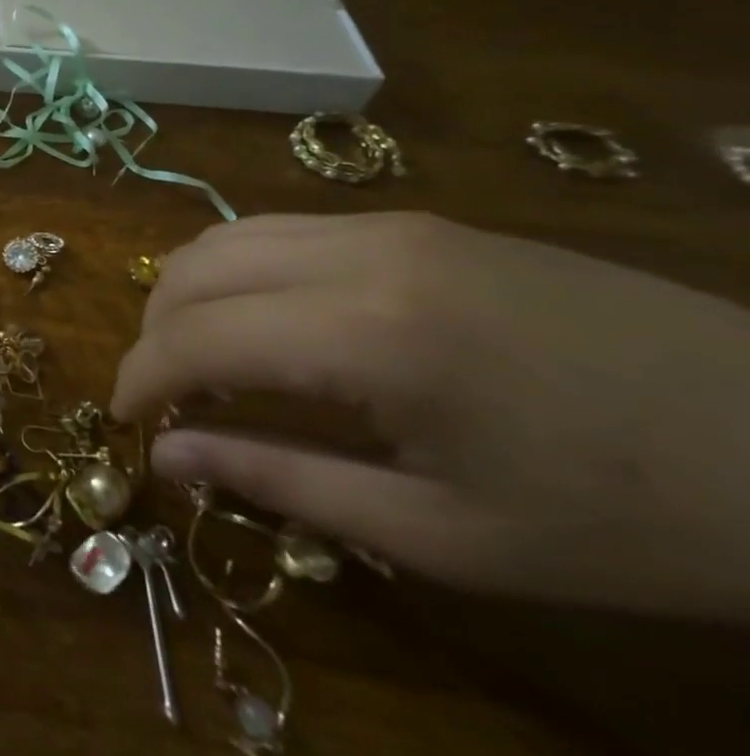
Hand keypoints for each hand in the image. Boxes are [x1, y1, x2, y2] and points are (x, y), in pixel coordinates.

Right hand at [111, 213, 749, 618]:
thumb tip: (168, 457)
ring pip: (228, 235)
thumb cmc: (629, 519)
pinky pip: (282, 230)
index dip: (142, 376)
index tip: (125, 420)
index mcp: (368, 333)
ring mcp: (389, 223)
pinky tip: (267, 323)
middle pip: (195, 268)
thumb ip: (282, 481)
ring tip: (203, 360)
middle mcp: (360, 252)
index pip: (197, 336)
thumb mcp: (444, 534)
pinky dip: (239, 272)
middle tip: (165, 399)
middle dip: (155, 332)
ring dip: (190, 294)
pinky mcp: (416, 220)